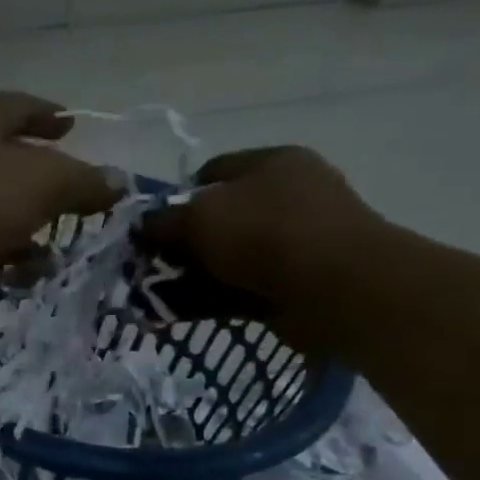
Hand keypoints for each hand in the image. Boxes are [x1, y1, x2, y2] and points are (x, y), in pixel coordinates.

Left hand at [0, 92, 120, 316]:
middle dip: (38, 177)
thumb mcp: (47, 183)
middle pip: (1, 157)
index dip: (48, 114)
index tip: (72, 125)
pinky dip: (0, 250)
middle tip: (68, 192)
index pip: (18, 105)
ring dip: (22, 222)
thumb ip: (85, 182)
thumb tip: (119, 183)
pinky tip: (23, 271)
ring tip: (55, 247)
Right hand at [136, 146, 390, 352]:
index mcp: (270, 163)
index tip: (150, 229)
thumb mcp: (199, 217)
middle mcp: (285, 196)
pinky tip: (176, 315)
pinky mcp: (291, 283)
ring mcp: (292, 242)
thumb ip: (163, 221)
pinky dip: (208, 301)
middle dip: (180, 245)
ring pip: (225, 258)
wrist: (336, 288)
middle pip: (216, 218)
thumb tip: (142, 225)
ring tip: (153, 299)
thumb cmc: (265, 234)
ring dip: (189, 278)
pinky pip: (237, 289)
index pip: (210, 172)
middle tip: (147, 268)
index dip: (174, 198)